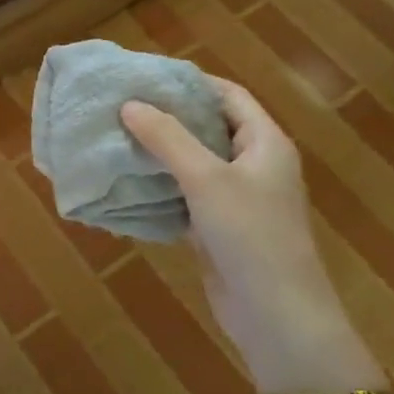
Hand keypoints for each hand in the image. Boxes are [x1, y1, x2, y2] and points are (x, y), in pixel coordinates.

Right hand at [120, 79, 337, 345]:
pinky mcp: (219, 228)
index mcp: (264, 143)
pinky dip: (161, 186)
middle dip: (168, 116)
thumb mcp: (206, 178)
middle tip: (123, 105)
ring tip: (117, 137)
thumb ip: (167, 138)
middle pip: (209, 127)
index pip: (228, 95)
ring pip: (194, 163)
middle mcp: (254, 165)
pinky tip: (128, 180)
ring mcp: (237, 198)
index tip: (147, 76)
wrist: (276, 316)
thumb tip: (130, 104)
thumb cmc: (250, 234)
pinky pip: (186, 195)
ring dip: (160, 152)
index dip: (191, 82)